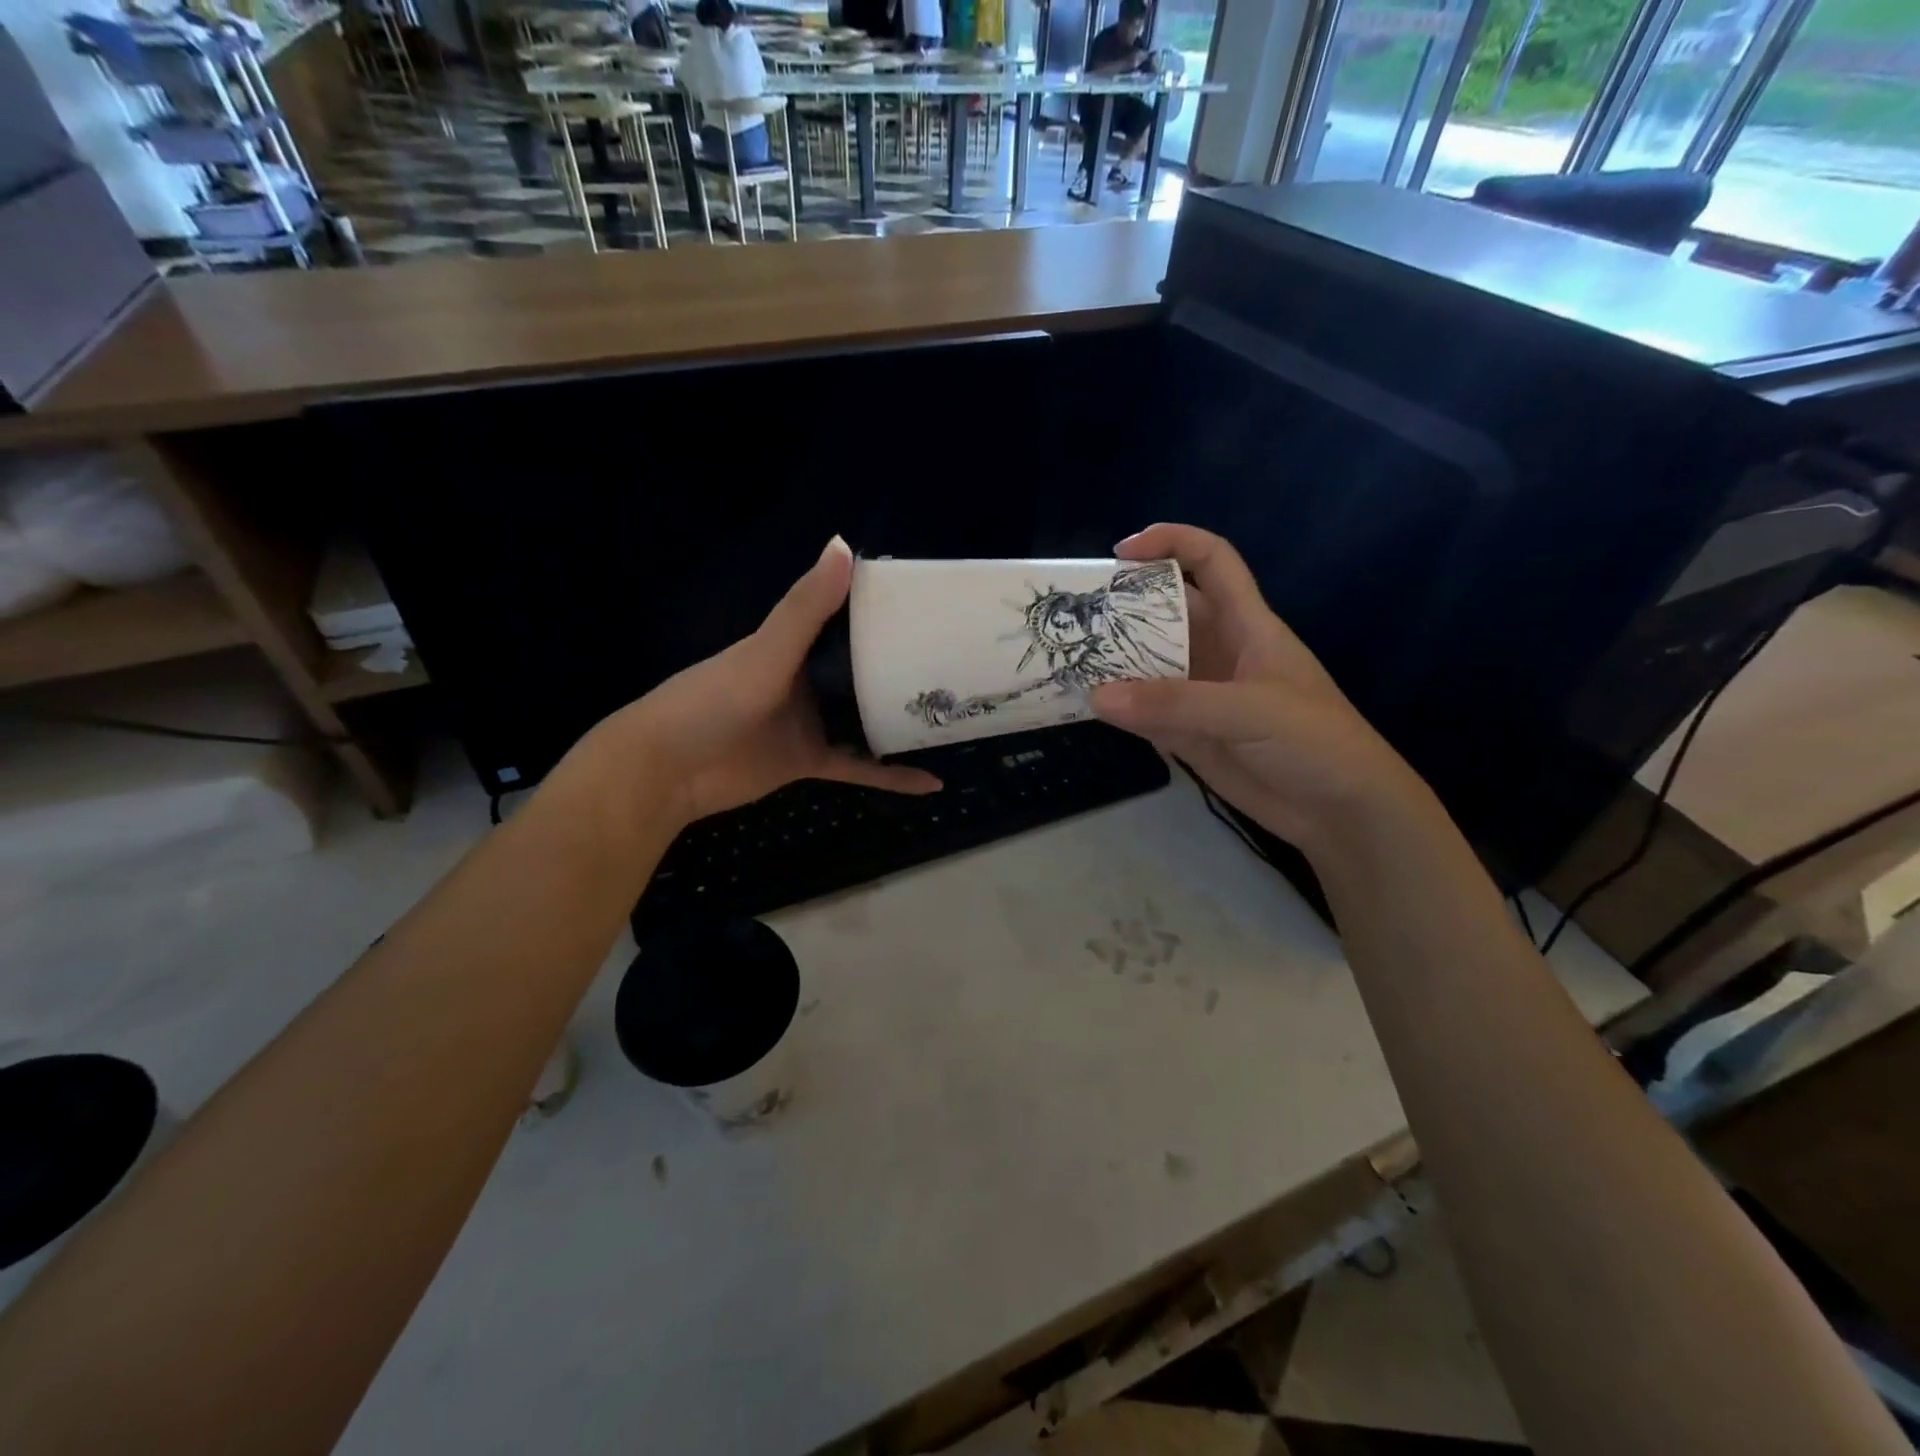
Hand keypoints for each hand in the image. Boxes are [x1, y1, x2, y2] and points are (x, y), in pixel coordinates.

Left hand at [573, 537, 939, 830]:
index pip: (849, 618)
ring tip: (956, 716)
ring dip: (904, 720)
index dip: (887, 610)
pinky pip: (861, 767)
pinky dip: (892, 776)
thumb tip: (844, 546)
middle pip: (866, 669)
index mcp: (797, 644)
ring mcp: (812, 721)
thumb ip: (805, 608)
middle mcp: (809, 678)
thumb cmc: (713, 700)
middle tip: (961, 663)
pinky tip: (931, 783)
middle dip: (907, 667)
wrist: (668, 770)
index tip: (935, 605)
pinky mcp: (812, 761)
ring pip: (868, 717)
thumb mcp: (766, 651)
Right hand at [1088, 524, 1430, 856]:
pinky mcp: (1189, 735)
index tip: (1123, 552)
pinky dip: (1117, 707)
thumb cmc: (1315, 742)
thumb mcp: (1251, 711)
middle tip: (1076, 615)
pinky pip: (1145, 712)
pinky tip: (1087, 705)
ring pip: (1150, 664)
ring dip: (1114, 660)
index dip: (1172, 543)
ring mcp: (1201, 695)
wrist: (1341, 812)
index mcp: (1247, 625)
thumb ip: (1175, 704)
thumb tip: (1097, 697)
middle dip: (1125, 606)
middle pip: (1167, 612)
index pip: (1212, 562)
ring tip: (1067, 657)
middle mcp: (1219, 652)